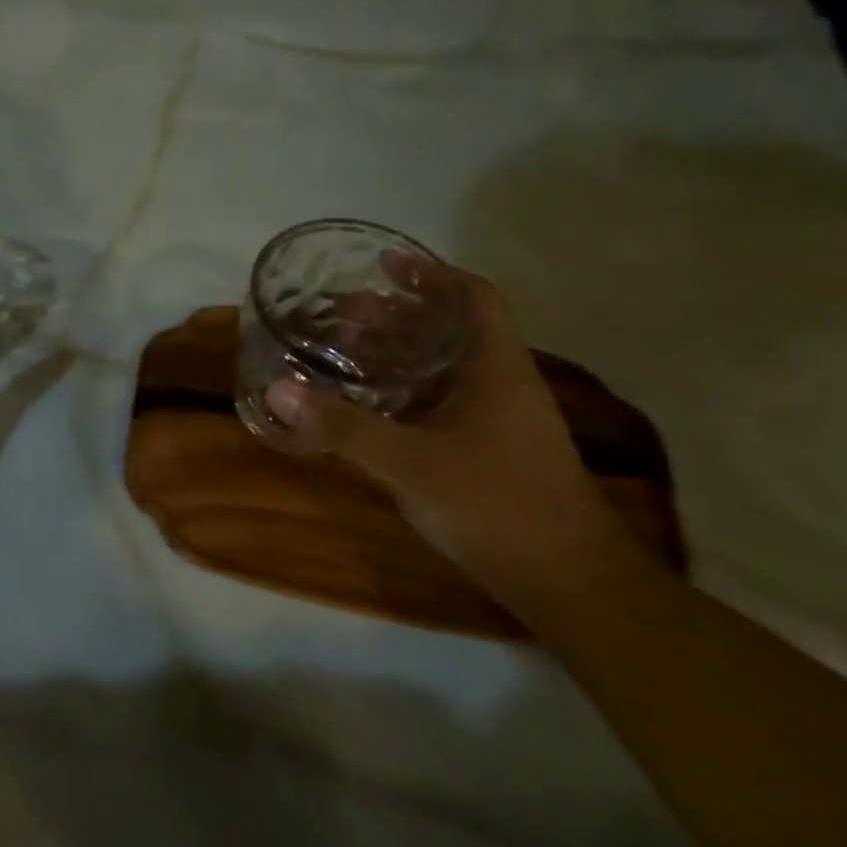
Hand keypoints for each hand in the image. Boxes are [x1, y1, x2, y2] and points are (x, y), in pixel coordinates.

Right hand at [265, 266, 629, 591]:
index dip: (431, 274)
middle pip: (448, 329)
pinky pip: (435, 399)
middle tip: (339, 311)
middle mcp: (497, 384)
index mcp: (494, 369)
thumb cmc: (495, 505)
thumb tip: (279, 390)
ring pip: (439, 366)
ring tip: (340, 349)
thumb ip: (343, 426)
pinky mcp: (483, 448)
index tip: (384, 265)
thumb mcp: (408, 463)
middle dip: (394, 313)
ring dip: (393, 351)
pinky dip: (398, 389)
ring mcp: (493, 418)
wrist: (568, 581)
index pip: (473, 298)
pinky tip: (362, 402)